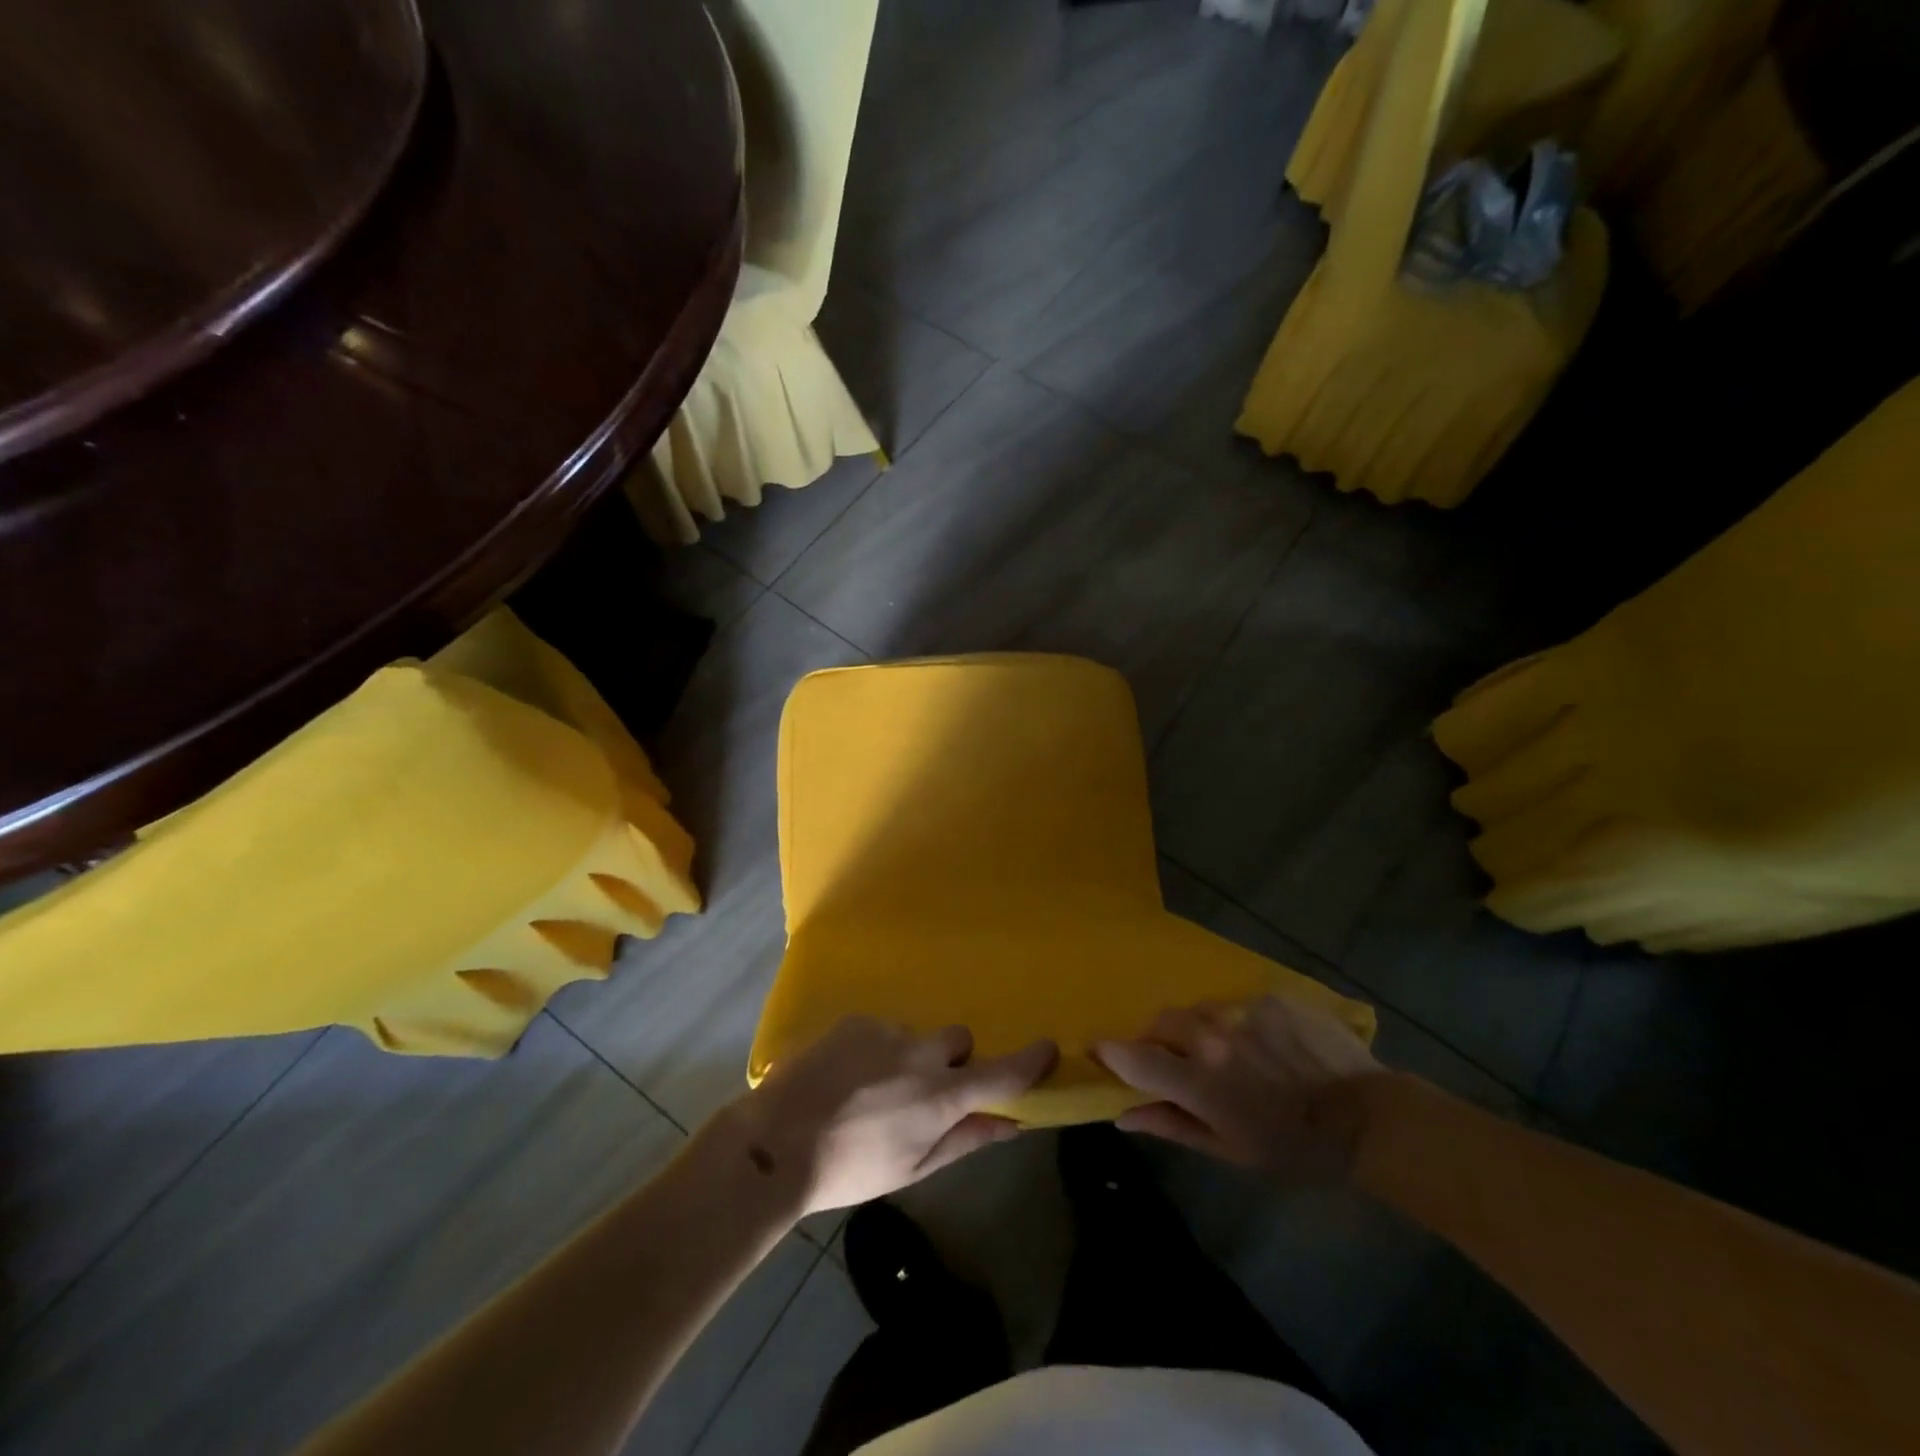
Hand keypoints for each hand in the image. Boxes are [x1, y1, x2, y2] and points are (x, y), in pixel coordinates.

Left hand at [721, 1017, 1057, 1216]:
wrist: (777, 1142)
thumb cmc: (850, 1168)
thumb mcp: (913, 1168)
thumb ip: (965, 1140)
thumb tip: (1010, 1124)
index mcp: (939, 1096)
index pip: (999, 1073)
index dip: (1029, 1060)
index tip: (1048, 1047)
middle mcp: (920, 1053)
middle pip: (959, 1040)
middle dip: (954, 1060)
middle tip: (928, 1091)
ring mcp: (886, 1031)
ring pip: (917, 1035)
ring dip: (911, 1056)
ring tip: (874, 1088)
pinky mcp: (855, 1020)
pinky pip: (883, 1029)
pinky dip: (878, 1048)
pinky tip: (849, 1075)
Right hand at [1095, 996, 1385, 1179]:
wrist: (1367, 1118)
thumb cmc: (1292, 1145)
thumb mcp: (1228, 1149)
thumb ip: (1170, 1124)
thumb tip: (1121, 1113)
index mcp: (1198, 1078)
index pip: (1133, 1056)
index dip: (1110, 1052)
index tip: (1099, 1051)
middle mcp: (1212, 1033)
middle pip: (1162, 1022)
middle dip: (1159, 1039)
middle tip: (1177, 1060)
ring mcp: (1244, 1009)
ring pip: (1200, 1009)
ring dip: (1200, 1028)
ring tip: (1227, 1051)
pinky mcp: (1271, 996)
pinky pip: (1239, 1003)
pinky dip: (1239, 1022)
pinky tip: (1264, 1043)